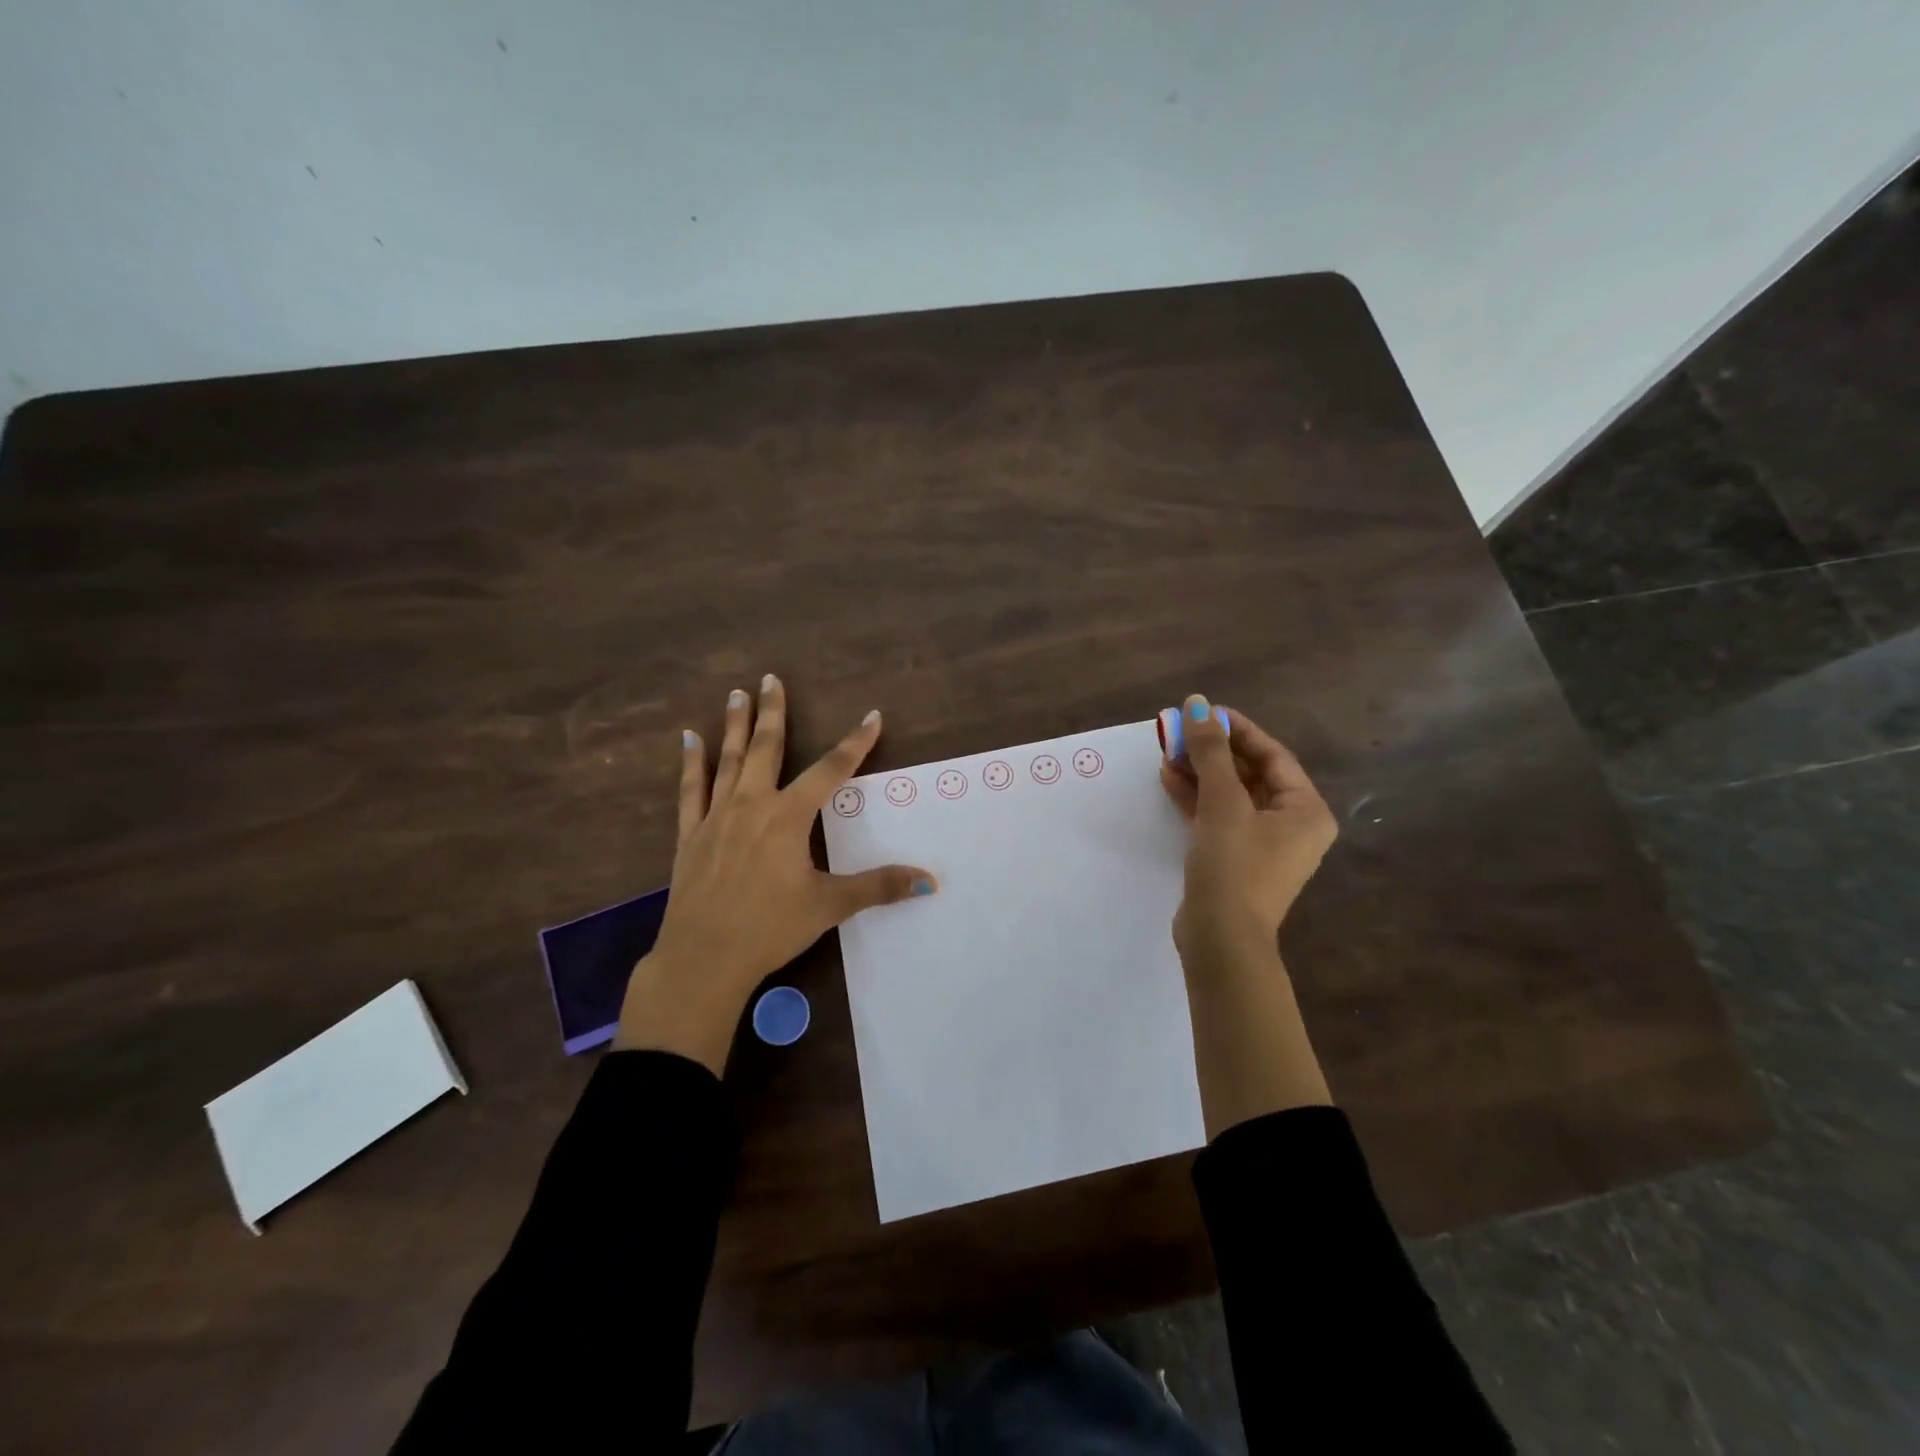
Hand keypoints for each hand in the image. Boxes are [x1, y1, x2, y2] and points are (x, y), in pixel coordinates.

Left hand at [614, 675, 936, 1071]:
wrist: (703, 958)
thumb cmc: (770, 929)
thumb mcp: (829, 906)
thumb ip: (878, 887)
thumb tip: (929, 881)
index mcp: (789, 817)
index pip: (830, 771)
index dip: (855, 743)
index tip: (871, 717)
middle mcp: (753, 805)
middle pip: (767, 749)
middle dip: (774, 712)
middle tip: (772, 679)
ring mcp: (718, 817)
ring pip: (729, 760)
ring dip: (735, 725)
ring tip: (738, 693)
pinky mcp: (691, 834)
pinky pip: (692, 789)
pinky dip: (692, 762)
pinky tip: (690, 738)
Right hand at [1161, 694, 1336, 1130]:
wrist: (1220, 939)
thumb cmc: (1233, 866)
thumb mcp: (1222, 802)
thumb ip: (1211, 752)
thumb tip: (1199, 703)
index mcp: (1305, 809)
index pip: (1272, 755)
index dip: (1237, 730)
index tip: (1204, 712)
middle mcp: (1291, 824)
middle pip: (1250, 773)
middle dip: (1213, 752)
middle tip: (1178, 731)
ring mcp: (1262, 844)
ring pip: (1231, 795)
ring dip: (1200, 773)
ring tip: (1166, 751)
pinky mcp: (1235, 858)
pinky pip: (1219, 817)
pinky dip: (1197, 798)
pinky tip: (1169, 779)